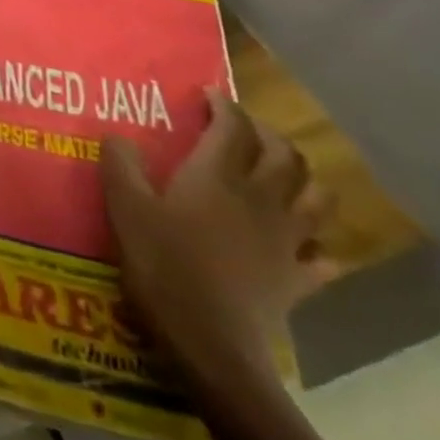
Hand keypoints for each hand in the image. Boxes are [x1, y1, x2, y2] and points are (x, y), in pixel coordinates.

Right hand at [101, 89, 337, 388]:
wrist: (212, 344)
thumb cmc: (164, 265)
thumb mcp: (125, 208)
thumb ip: (120, 165)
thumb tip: (117, 136)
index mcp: (217, 176)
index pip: (233, 127)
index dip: (224, 106)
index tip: (208, 95)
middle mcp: (260, 199)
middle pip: (284, 155)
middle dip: (267, 133)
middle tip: (243, 128)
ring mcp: (286, 241)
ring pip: (315, 197)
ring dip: (304, 178)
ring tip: (283, 174)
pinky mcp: (298, 280)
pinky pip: (322, 258)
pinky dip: (319, 245)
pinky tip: (306, 246)